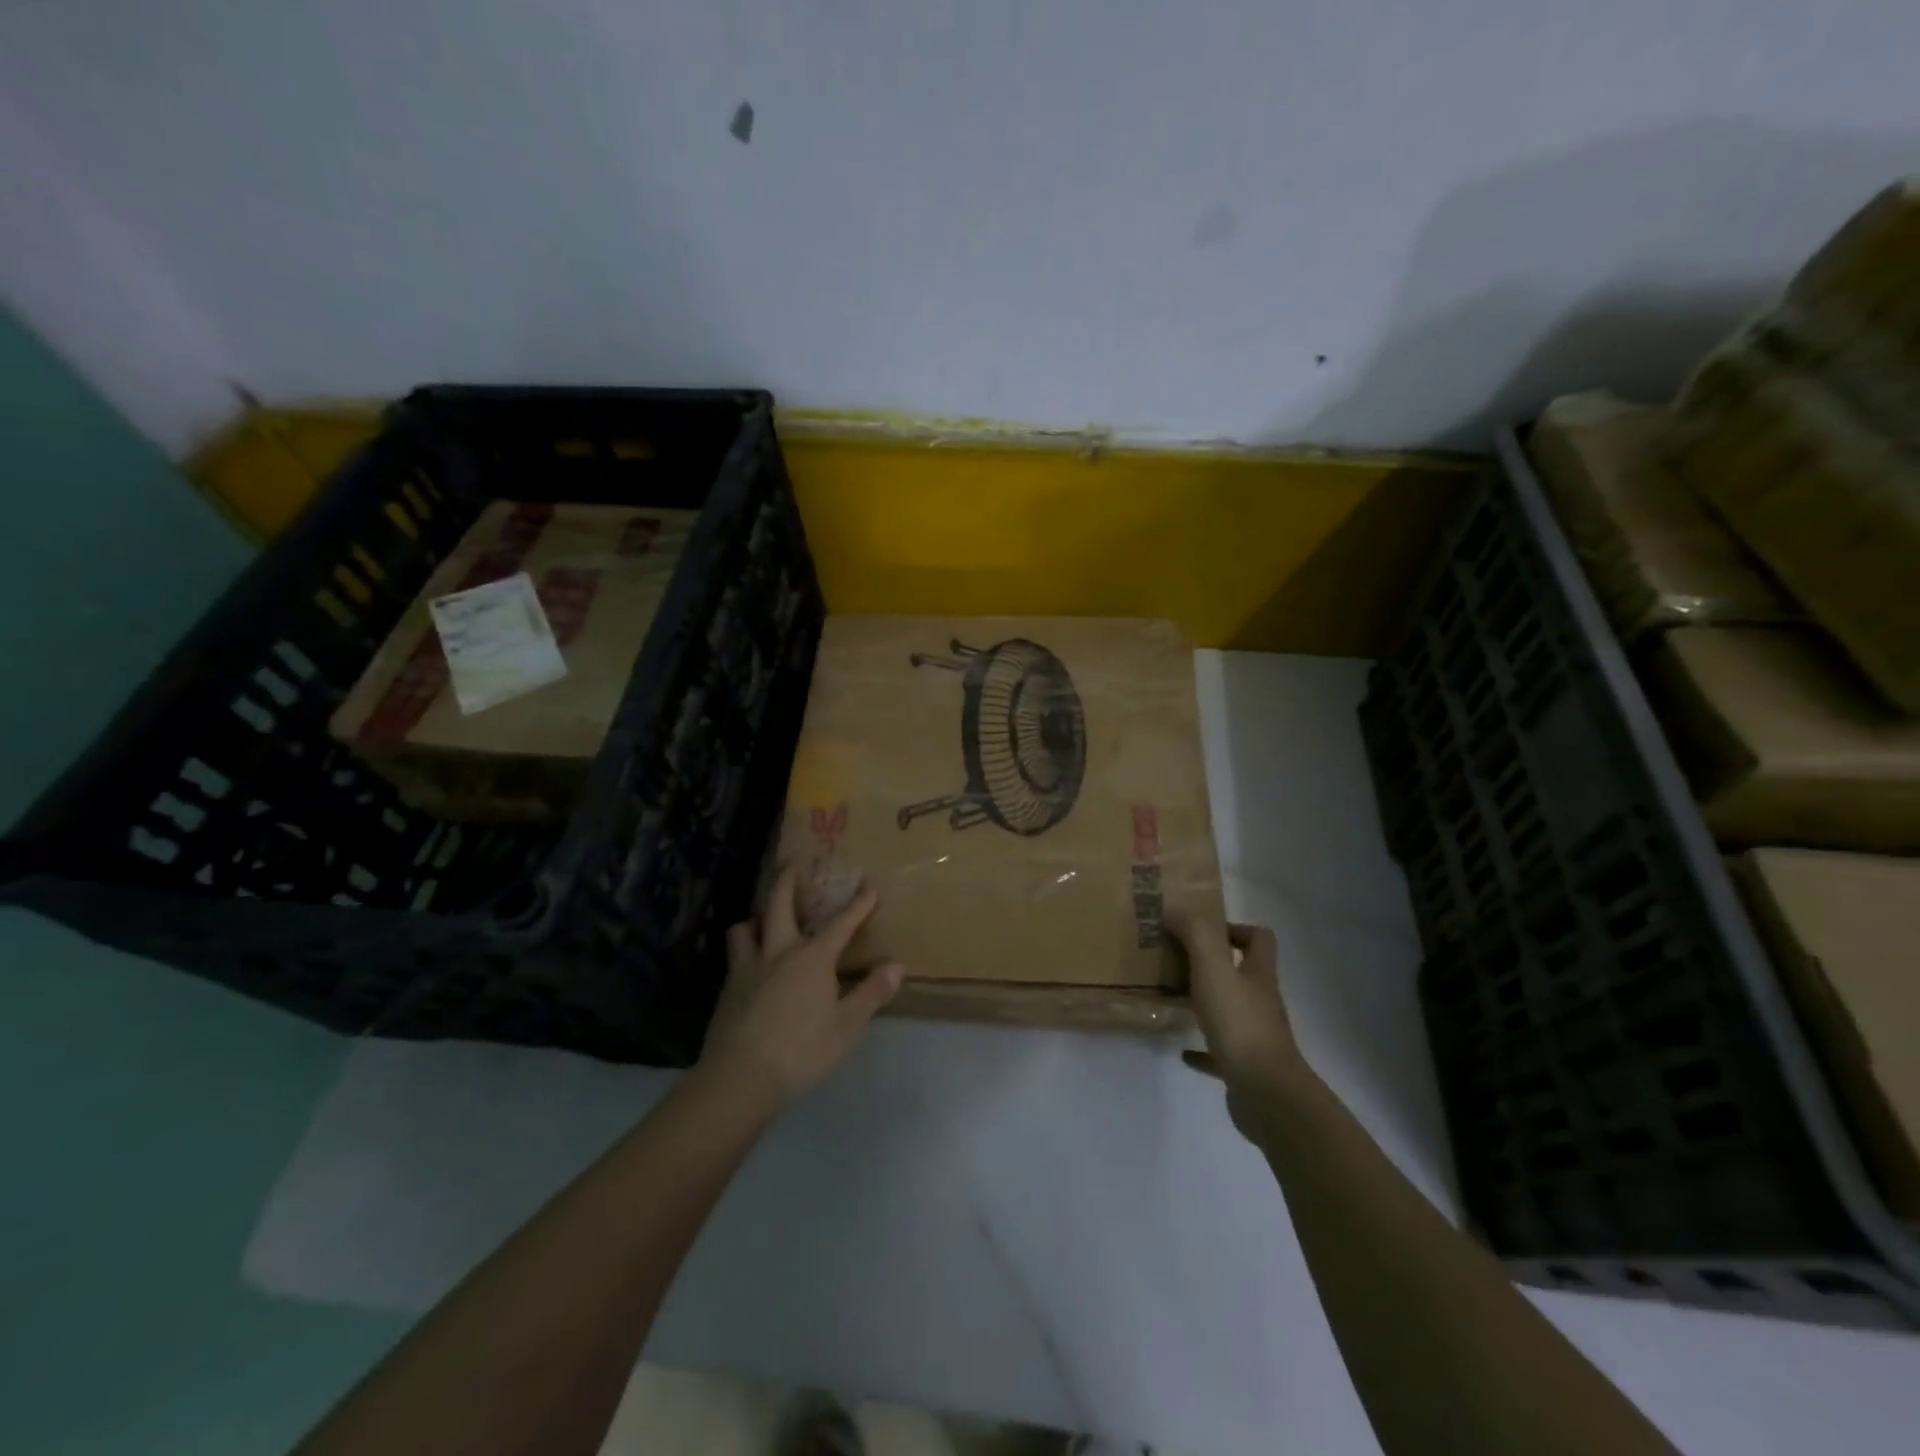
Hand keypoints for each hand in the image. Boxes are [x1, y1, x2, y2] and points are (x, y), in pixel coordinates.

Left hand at [697, 862, 902, 1113]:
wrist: (740, 1078)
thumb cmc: (802, 1051)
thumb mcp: (846, 1027)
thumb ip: (871, 993)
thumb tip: (895, 966)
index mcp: (812, 958)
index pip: (841, 923)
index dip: (858, 904)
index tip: (869, 885)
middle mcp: (778, 952)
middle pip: (780, 904)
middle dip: (788, 880)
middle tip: (793, 863)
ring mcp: (747, 968)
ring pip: (746, 927)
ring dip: (757, 917)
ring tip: (764, 919)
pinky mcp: (728, 989)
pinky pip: (735, 956)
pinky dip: (744, 948)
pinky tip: (749, 963)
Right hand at [1166, 915, 1306, 1132]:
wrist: (1265, 1092)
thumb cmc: (1239, 1022)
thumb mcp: (1212, 967)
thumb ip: (1194, 933)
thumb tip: (1175, 909)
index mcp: (1258, 974)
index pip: (1259, 939)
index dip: (1234, 929)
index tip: (1201, 932)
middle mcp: (1260, 1001)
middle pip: (1242, 974)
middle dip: (1211, 966)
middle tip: (1175, 961)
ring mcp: (1254, 1035)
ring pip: (1229, 1010)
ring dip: (1204, 1003)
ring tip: (1172, 998)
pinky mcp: (1243, 1066)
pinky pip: (1220, 1051)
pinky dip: (1201, 1048)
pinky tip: (1182, 1050)